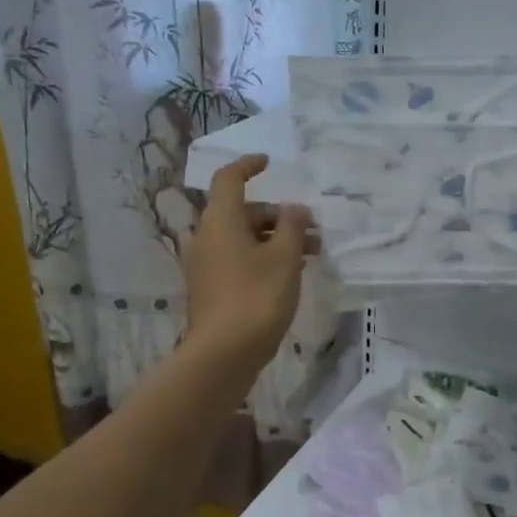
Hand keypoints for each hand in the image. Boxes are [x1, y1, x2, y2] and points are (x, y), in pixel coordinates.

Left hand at [183, 154, 313, 371]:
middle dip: (278, 216)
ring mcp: (205, 265)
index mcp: (220, 221)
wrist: (224, 353)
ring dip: (274, 240)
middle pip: (242, 213)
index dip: (248, 166)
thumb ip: (292, 226)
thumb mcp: (284, 257)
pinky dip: (262, 258)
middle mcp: (206, 237)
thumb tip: (294, 209)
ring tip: (309, 255)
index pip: (229, 179)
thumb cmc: (257, 297)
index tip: (269, 163)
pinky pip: (238, 260)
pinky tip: (288, 275)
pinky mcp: (210, 289)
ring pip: (242, 239)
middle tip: (311, 230)